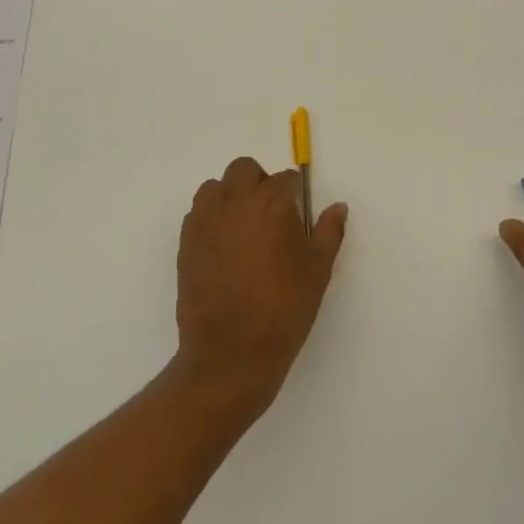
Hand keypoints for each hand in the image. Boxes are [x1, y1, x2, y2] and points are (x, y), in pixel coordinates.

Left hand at [172, 155, 348, 422]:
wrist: (231, 352)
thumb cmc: (284, 308)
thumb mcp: (318, 269)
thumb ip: (329, 231)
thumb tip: (338, 207)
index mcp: (272, 202)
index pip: (286, 179)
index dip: (295, 196)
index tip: (298, 219)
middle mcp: (235, 201)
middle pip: (245, 170)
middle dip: (260, 184)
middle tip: (271, 218)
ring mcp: (205, 220)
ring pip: (216, 188)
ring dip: (231, 197)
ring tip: (244, 230)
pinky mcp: (185, 241)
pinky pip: (199, 213)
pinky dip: (212, 219)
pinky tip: (224, 249)